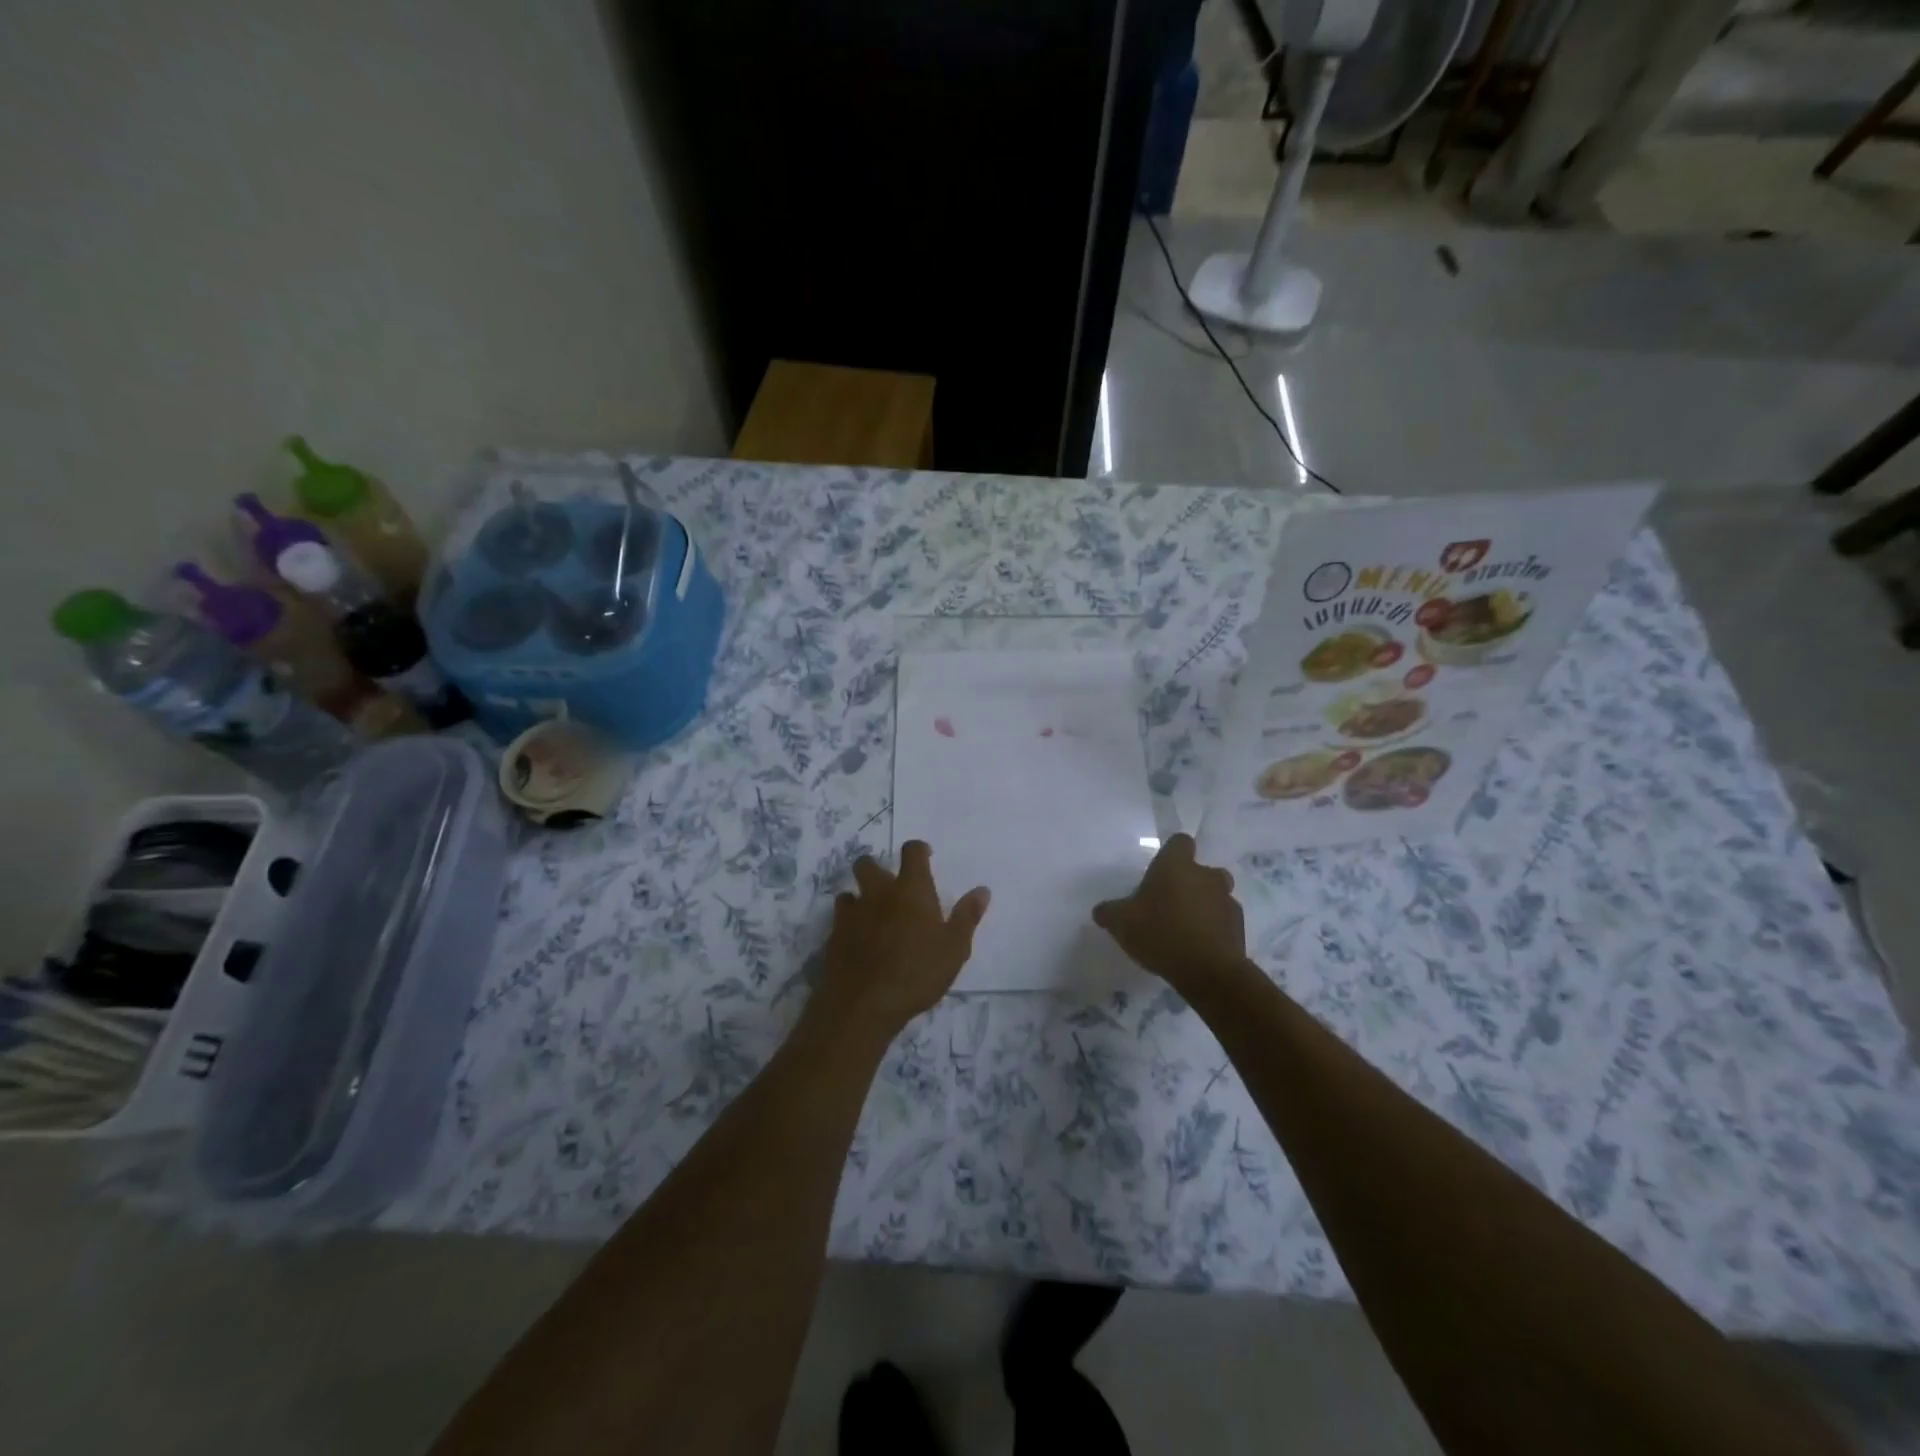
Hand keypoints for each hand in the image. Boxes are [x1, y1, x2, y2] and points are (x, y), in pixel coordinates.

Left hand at [810, 841, 989, 1043]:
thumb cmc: (917, 973)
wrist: (864, 1003)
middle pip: (868, 864)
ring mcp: (852, 914)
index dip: (918, 849)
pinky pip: (839, 920)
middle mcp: (878, 893)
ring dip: (859, 898)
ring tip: (871, 916)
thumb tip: (982, 890)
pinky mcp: (833, 936)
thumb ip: (966, 916)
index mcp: (911, 890)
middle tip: (890, 887)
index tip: (924, 856)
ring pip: (849, 892)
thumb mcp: (954, 948)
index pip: (912, 852)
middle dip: (876, 868)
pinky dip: (848, 924)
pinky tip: (857, 941)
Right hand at [1092, 833, 1245, 990]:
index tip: (1160, 871)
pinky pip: (1224, 920)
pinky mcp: (1239, 926)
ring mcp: (1227, 900)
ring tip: (1185, 928)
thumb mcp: (1121, 923)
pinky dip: (1214, 928)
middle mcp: (1205, 875)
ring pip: (1216, 895)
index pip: (1180, 842)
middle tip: (1171, 903)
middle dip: (1190, 882)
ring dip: (1204, 905)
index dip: (1172, 853)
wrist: (1208, 971)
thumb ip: (1109, 912)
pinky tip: (1199, 946)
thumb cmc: (1160, 933)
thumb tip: (1101, 911)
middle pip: (1202, 870)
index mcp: (1176, 865)